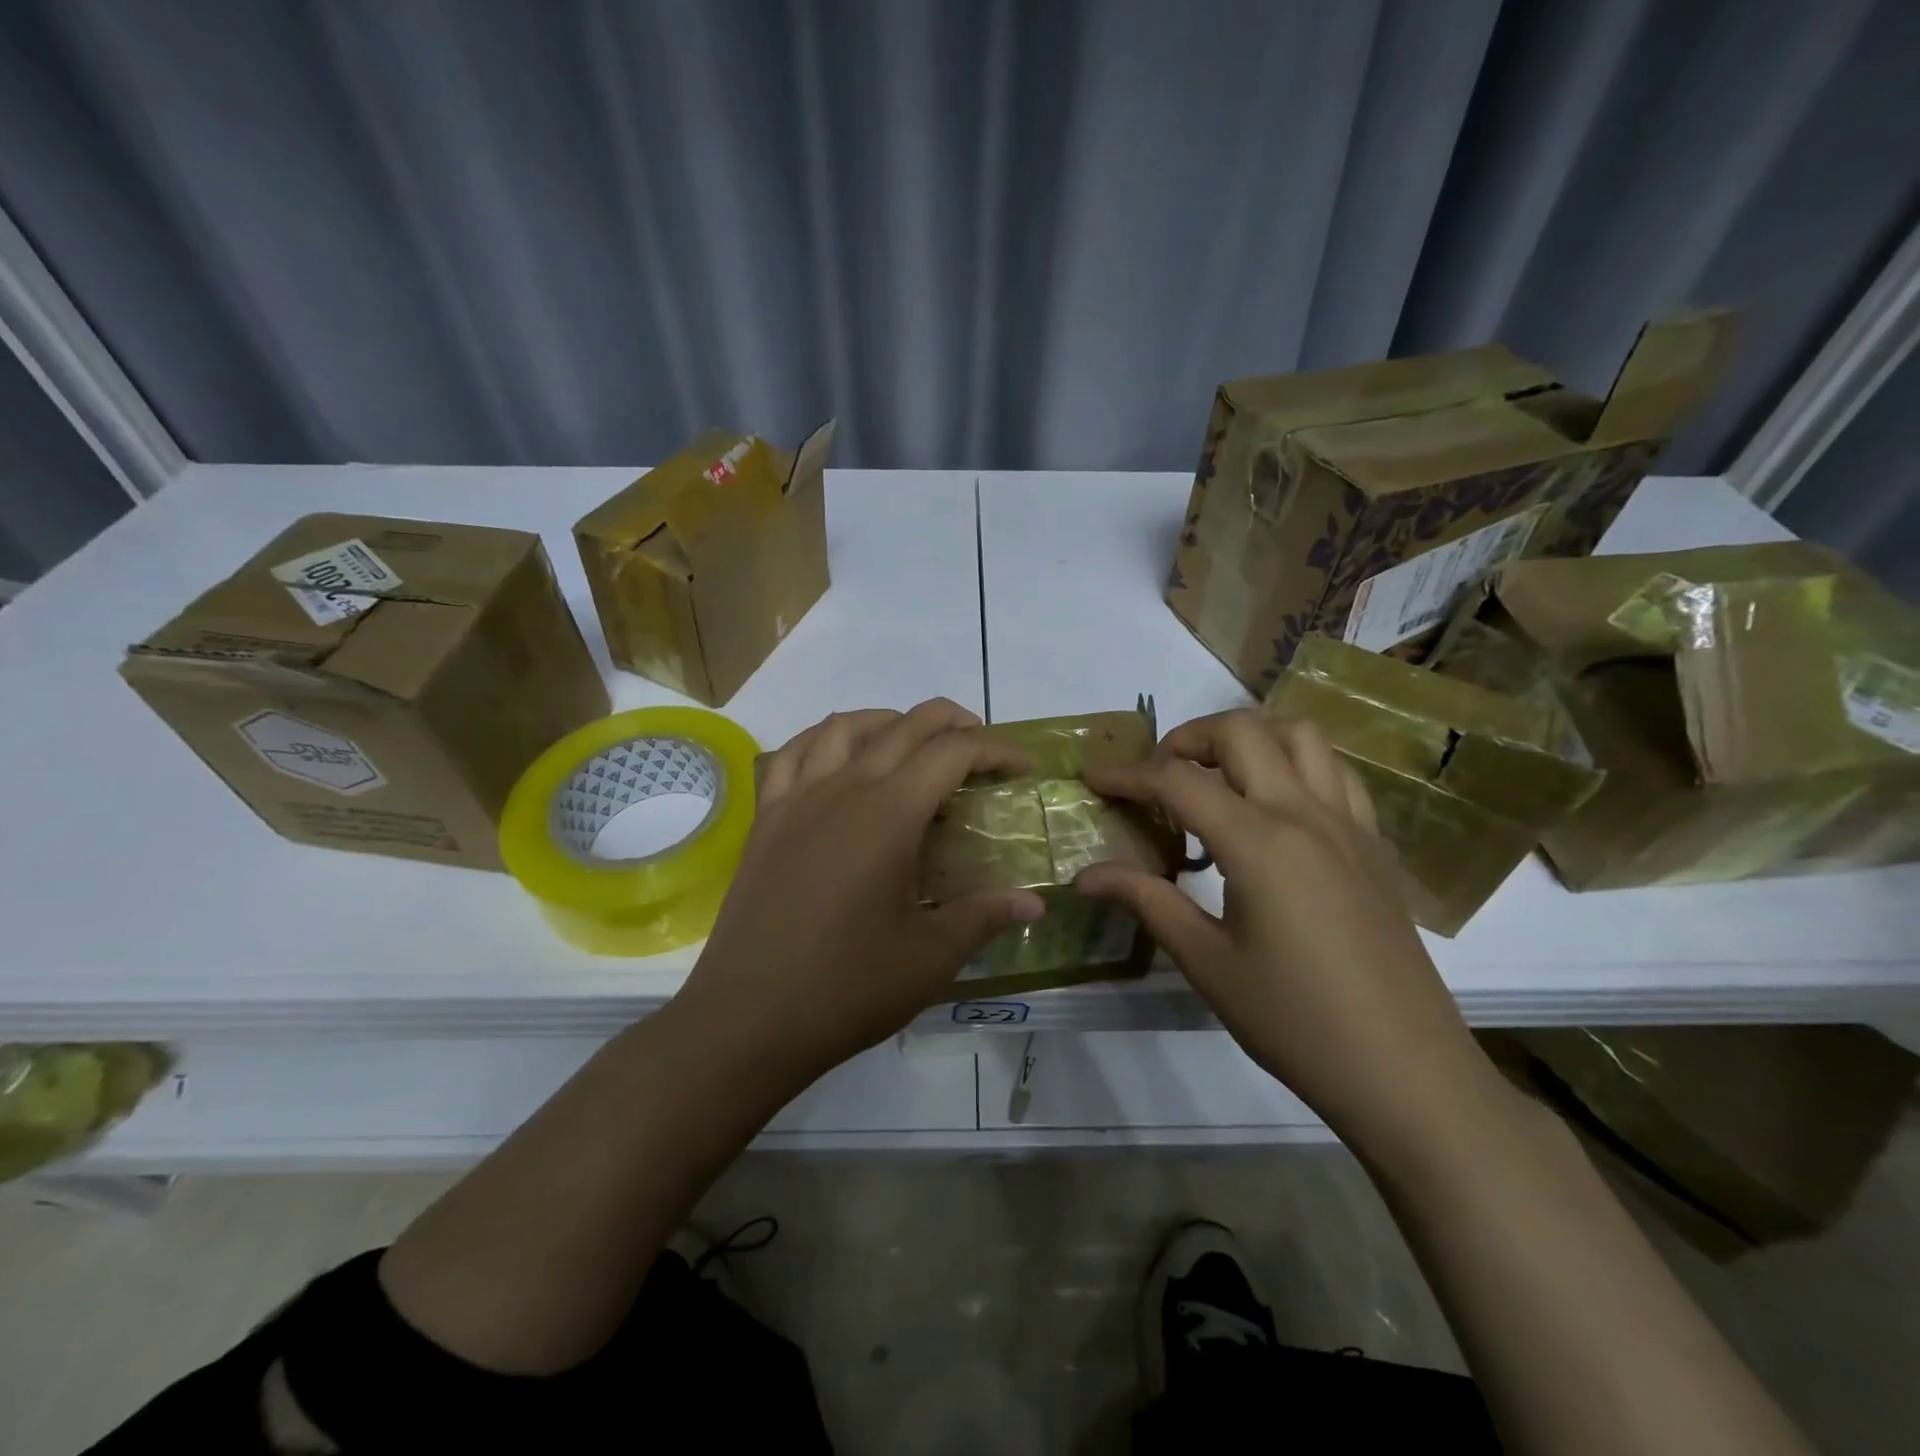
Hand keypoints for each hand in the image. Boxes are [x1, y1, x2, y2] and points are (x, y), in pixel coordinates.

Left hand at [678, 700, 1045, 1087]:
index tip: (1021, 768)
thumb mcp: (930, 958)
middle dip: (950, 722)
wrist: (748, 1019)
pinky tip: (836, 761)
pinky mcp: (766, 819)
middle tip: (979, 742)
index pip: (952, 754)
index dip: (995, 750)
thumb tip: (1034, 900)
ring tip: (911, 743)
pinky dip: (823, 740)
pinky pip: (792, 754)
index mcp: (889, 815)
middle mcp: (843, 789)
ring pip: (844, 727)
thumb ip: (985, 916)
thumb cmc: (847, 988)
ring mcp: (797, 799)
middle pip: (903, 727)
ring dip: (887, 722)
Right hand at [1076, 710, 1496, 1149]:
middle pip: (1242, 731)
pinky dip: (1295, 763)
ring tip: (1217, 776)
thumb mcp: (1207, 963)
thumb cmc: (1295, 1022)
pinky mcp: (1374, 844)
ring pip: (1300, 735)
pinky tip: (1275, 806)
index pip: (1179, 781)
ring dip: (1249, 738)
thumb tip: (1086, 876)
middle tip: (1157, 776)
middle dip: (1187, 737)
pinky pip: (1336, 772)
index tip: (1092, 778)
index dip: (1128, 774)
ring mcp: (1348, 824)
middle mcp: (1305, 814)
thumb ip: (1146, 901)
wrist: (1407, 1073)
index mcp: (1259, 843)